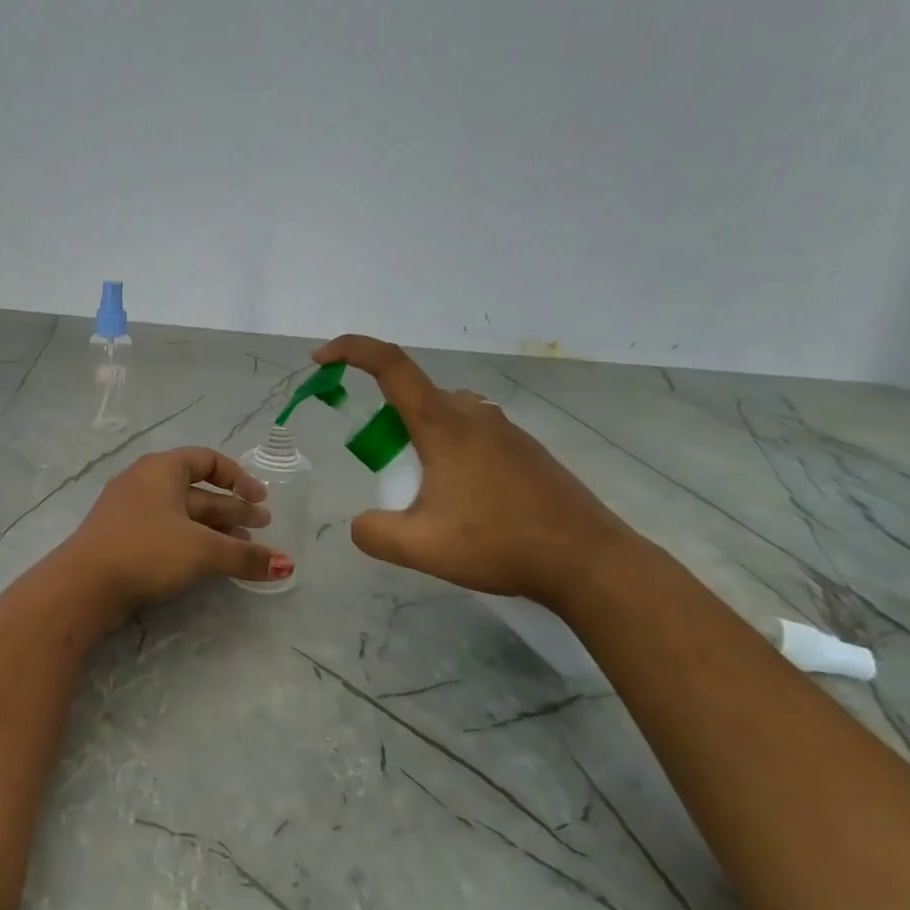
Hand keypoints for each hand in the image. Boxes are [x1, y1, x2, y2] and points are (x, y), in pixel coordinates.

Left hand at [63, 447, 290, 616]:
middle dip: (232, 510)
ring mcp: (130, 513)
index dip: (238, 477)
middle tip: (263, 528)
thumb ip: (245, 556)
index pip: (207, 460)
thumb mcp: (202, 550)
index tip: (261, 500)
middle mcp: (144, 484)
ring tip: (244, 550)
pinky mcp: (122, 541)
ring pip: (182, 516)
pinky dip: (192, 544)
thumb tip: (287, 566)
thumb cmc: (146, 550)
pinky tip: (209, 566)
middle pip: (198, 491)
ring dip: (215, 531)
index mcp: (161, 470)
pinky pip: (166, 534)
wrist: (83, 585)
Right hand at [314, 335, 641, 608]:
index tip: (321, 358)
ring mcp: (505, 430)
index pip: (390, 364)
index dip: (351, 350)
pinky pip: (473, 435)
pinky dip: (450, 452)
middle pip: (415, 395)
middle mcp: (474, 414)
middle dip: (385, 422)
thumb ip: (373, 532)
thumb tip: (362, 523)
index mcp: (443, 424)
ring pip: (446, 416)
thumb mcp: (419, 548)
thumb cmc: (498, 543)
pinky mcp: (525, 450)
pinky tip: (464, 502)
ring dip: (420, 440)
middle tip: (382, 471)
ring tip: (425, 494)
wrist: (587, 560)